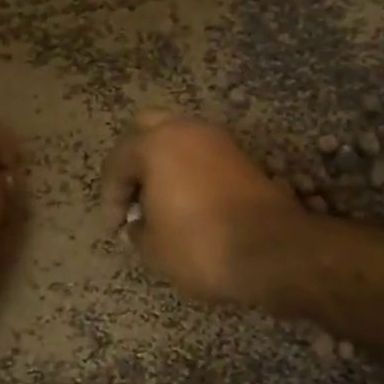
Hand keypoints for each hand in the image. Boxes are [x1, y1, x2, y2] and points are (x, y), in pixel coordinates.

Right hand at [101, 111, 304, 302]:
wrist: (273, 253)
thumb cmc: (199, 245)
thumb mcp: (152, 246)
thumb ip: (137, 229)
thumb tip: (140, 223)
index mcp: (157, 144)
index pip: (118, 162)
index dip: (110, 196)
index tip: (114, 227)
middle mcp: (189, 131)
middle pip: (148, 131)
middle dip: (134, 162)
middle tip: (131, 196)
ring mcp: (221, 142)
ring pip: (180, 141)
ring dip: (164, 165)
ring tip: (158, 203)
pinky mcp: (244, 159)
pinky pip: (203, 158)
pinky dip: (189, 174)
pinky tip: (186, 205)